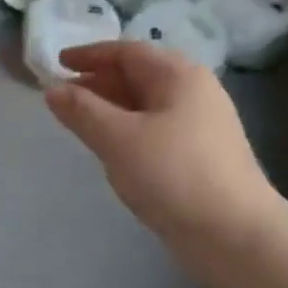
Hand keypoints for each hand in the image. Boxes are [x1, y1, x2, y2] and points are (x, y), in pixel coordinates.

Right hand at [44, 41, 280, 248]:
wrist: (235, 236)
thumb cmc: (174, 175)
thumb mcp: (119, 139)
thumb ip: (82, 110)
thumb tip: (53, 90)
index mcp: (179, 76)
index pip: (127, 52)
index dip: (89, 54)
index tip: (57, 63)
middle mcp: (194, 93)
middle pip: (138, 76)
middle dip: (98, 82)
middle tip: (62, 97)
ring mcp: (200, 126)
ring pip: (146, 106)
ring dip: (110, 109)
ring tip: (79, 123)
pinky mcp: (200, 157)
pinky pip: (154, 130)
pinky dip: (127, 131)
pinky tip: (111, 150)